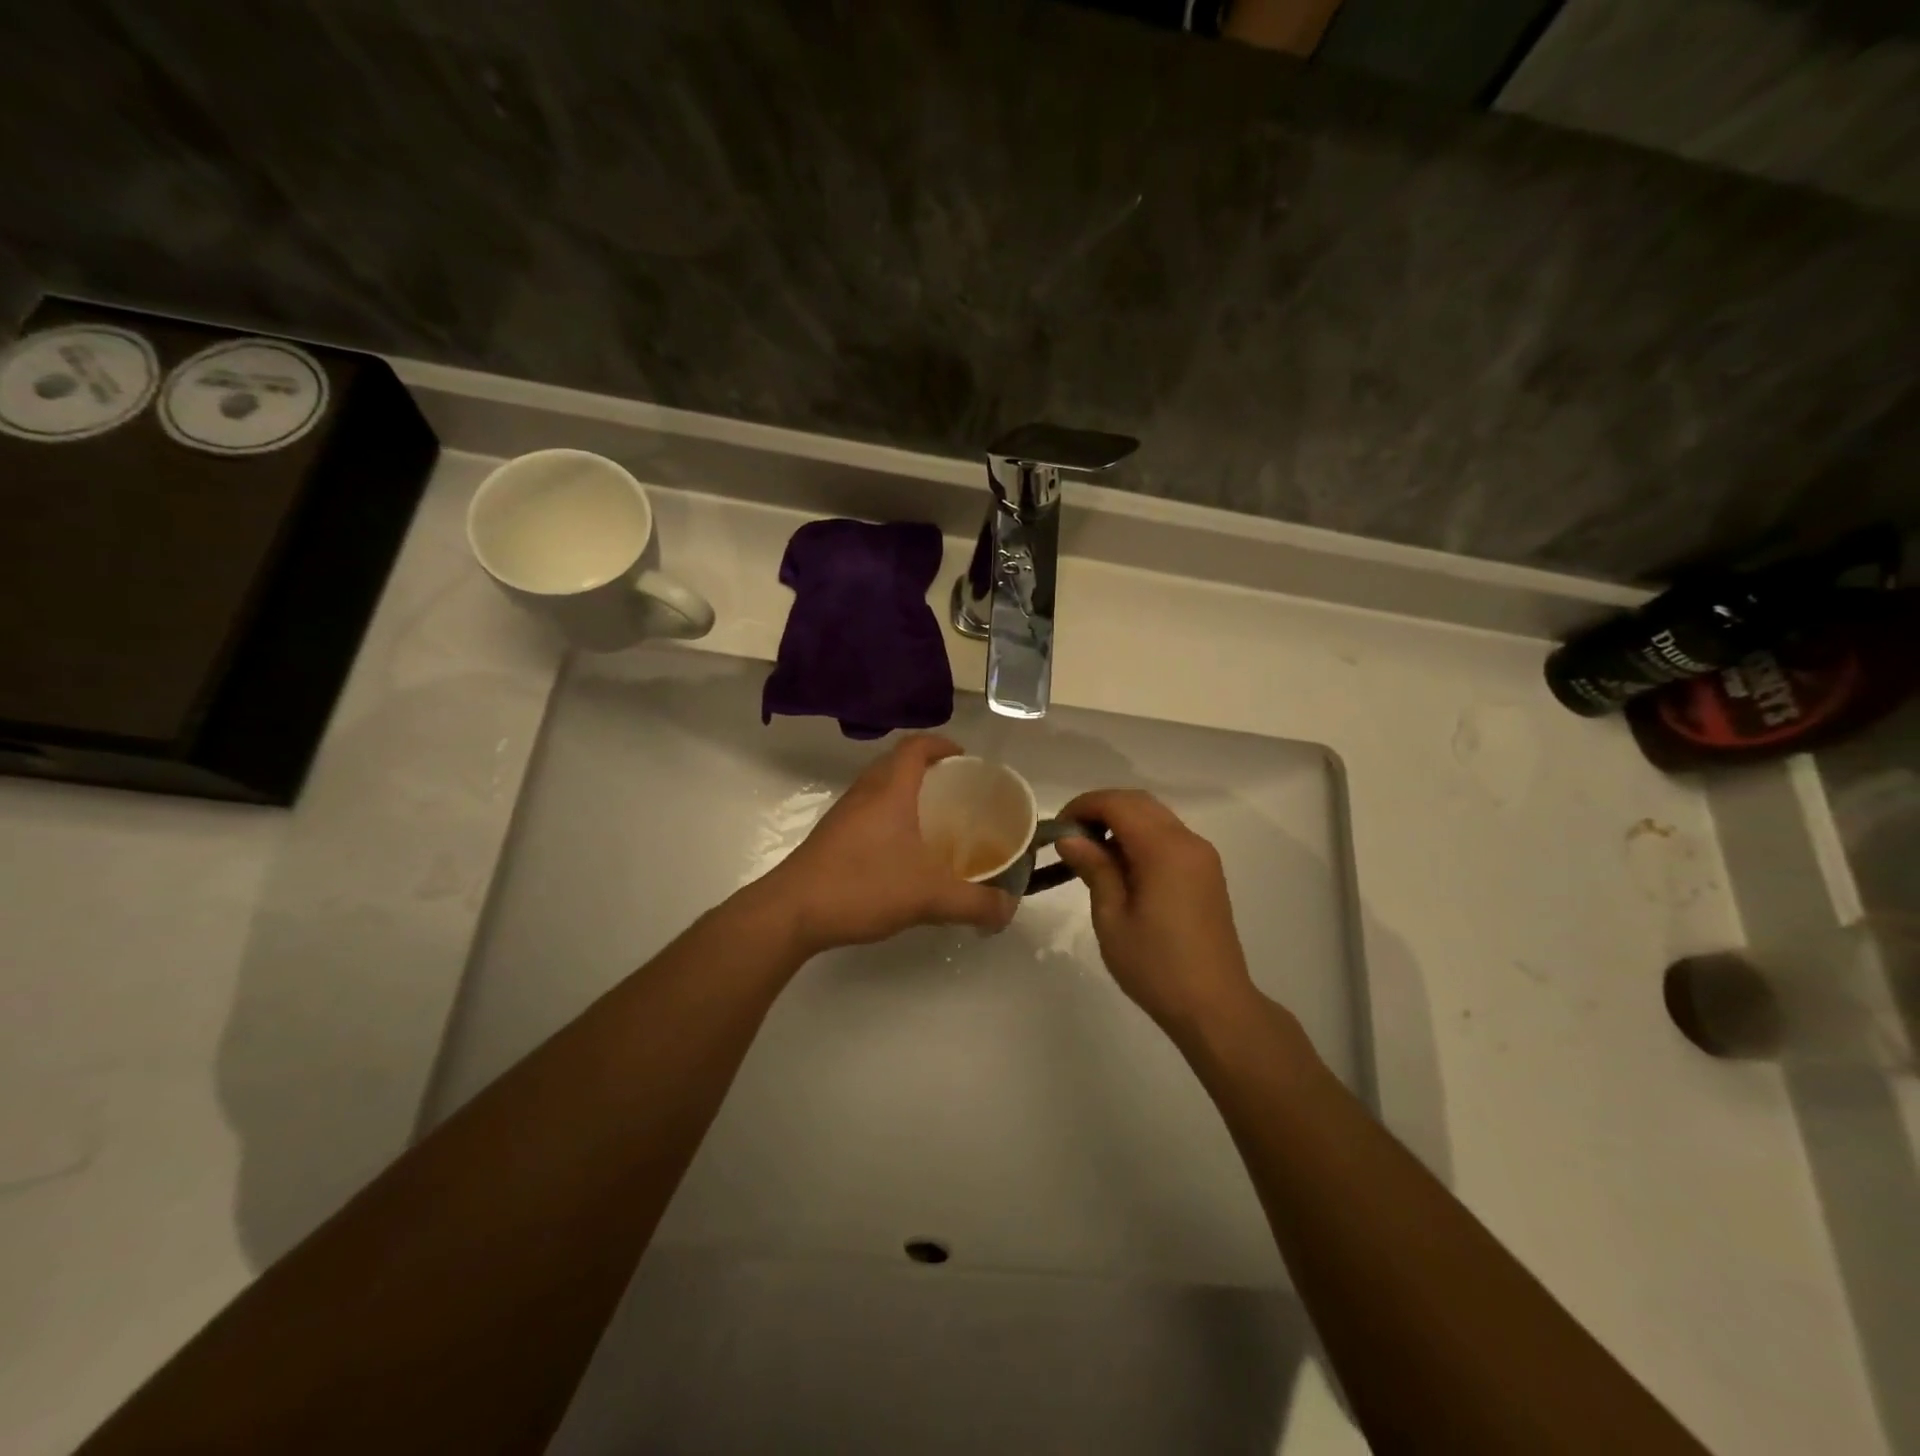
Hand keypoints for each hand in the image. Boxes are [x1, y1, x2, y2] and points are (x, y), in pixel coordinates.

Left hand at [760, 735, 1016, 955]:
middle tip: (955, 791)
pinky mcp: (831, 837)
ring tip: (932, 820)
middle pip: (896, 762)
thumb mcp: (930, 896)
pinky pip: (867, 811)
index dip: (941, 744)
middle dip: (927, 768)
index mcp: (890, 790)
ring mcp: (843, 814)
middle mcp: (865, 793)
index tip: (964, 757)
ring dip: (905, 792)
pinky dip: (888, 817)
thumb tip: (1009, 910)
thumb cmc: (864, 886)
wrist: (792, 911)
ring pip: (879, 787)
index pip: (916, 746)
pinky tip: (902, 852)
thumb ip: (975, 903)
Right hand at [1055, 790, 1258, 1034]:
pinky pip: (1169, 837)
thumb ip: (1094, 869)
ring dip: (1121, 822)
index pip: (1118, 804)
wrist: (1214, 1006)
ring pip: (1155, 817)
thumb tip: (1070, 838)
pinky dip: (1140, 837)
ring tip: (1091, 853)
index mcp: (1165, 849)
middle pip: (1139, 803)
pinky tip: (1121, 867)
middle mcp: (1188, 841)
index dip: (1083, 806)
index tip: (1057, 829)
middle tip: (1070, 838)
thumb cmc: (1155, 966)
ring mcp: (1202, 856)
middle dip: (1101, 809)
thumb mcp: (1112, 918)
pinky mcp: (1206, 872)